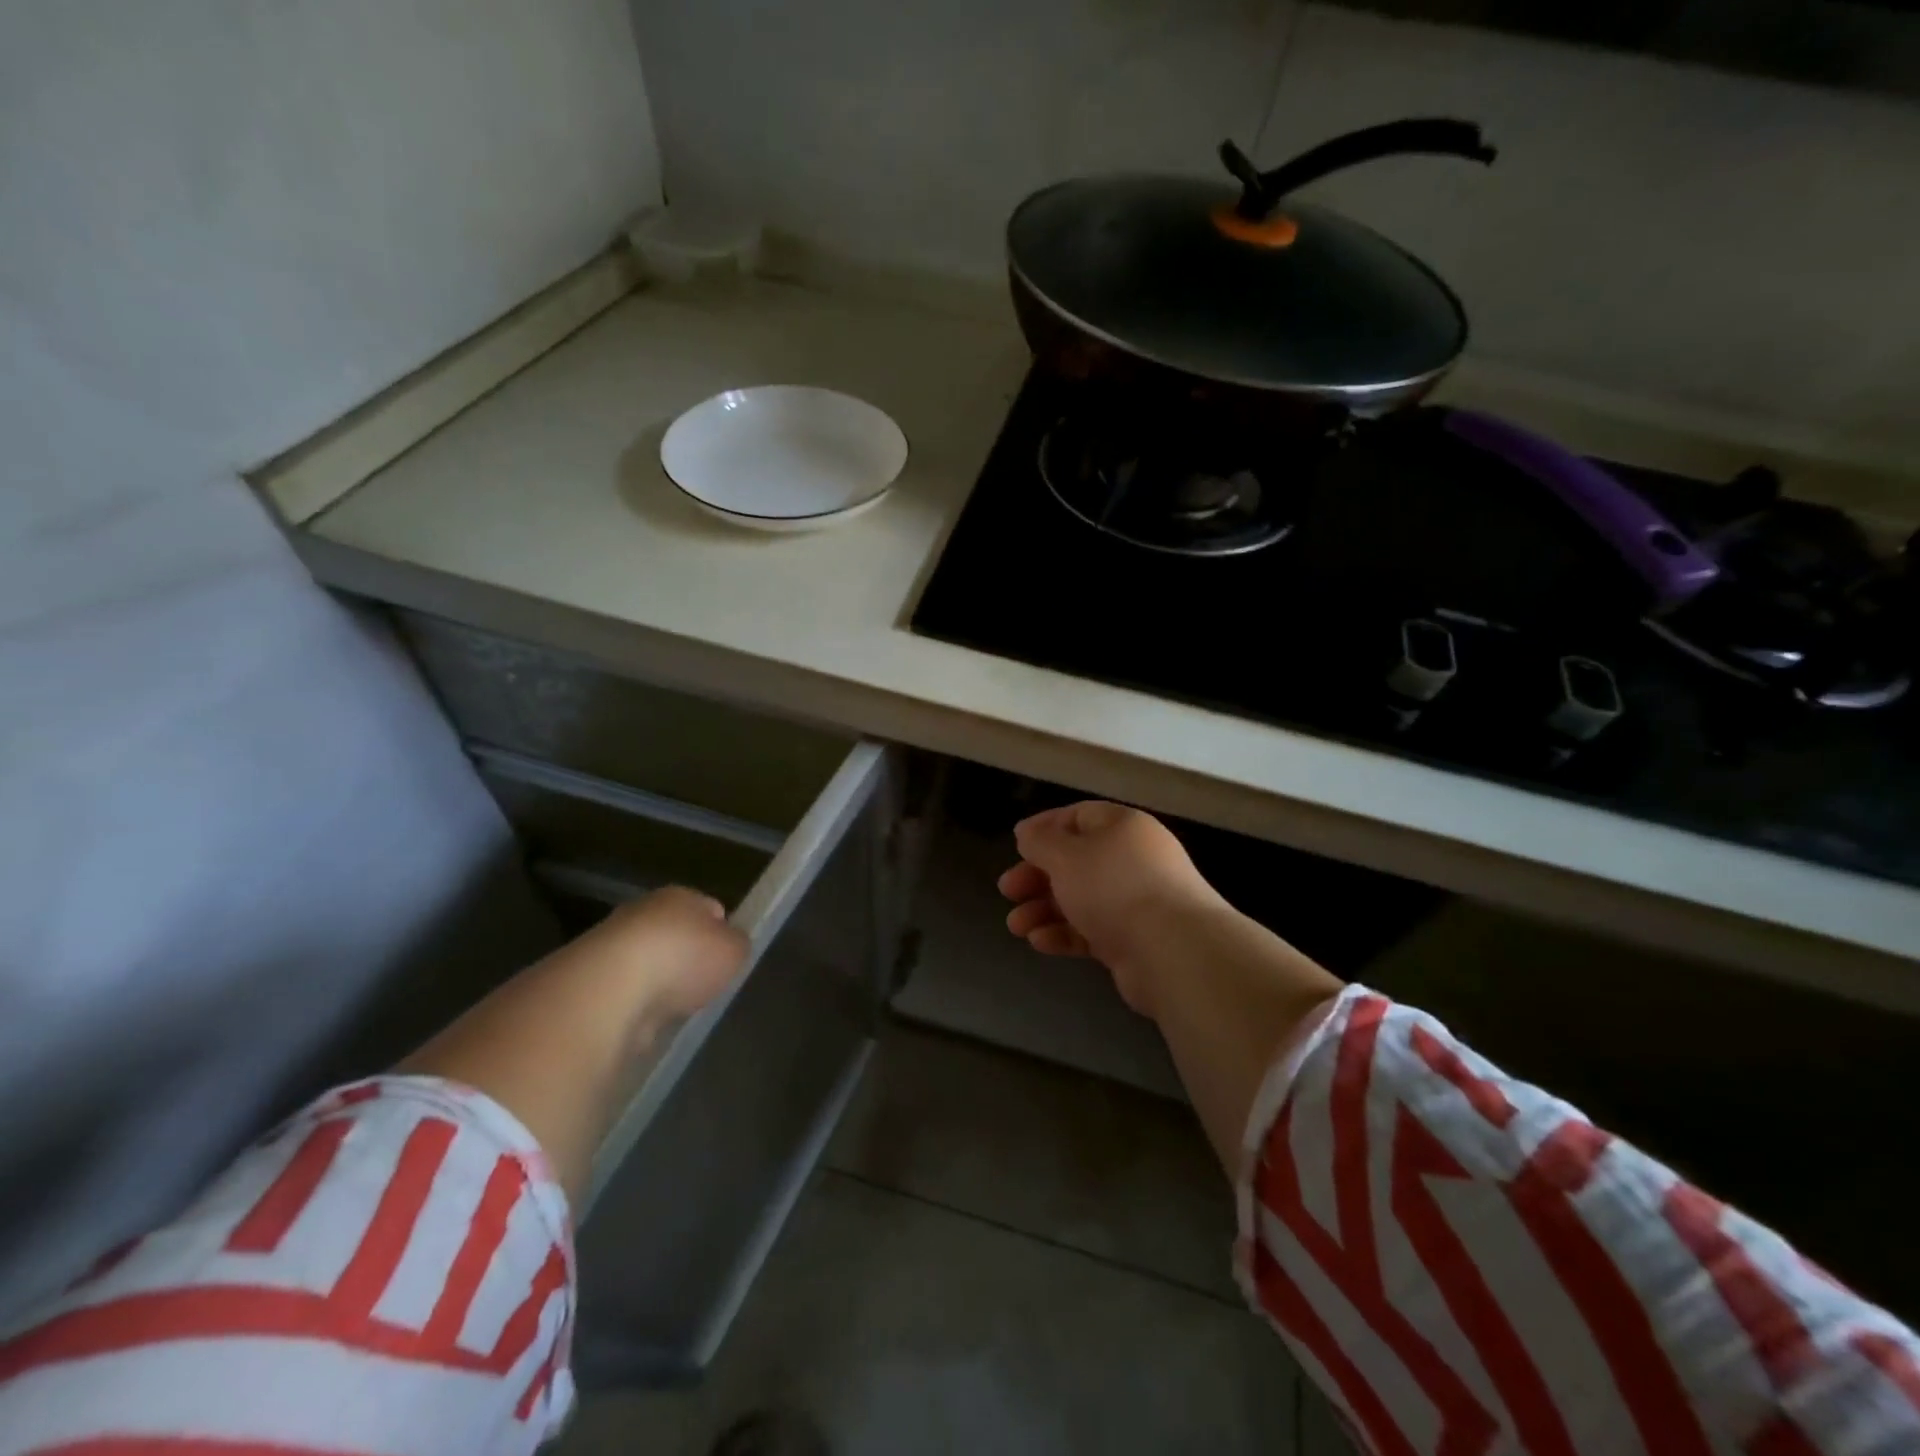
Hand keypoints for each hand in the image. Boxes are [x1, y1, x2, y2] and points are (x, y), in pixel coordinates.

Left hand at [581, 885, 750, 1026]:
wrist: (608, 991)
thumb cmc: (682, 959)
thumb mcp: (734, 951)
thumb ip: (737, 945)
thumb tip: (730, 946)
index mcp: (680, 896)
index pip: (710, 908)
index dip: (722, 932)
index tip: (727, 959)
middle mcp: (643, 912)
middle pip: (675, 934)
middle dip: (687, 957)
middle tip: (703, 985)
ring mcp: (610, 946)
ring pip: (648, 963)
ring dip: (659, 983)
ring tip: (674, 1008)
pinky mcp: (589, 982)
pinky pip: (625, 992)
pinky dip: (636, 1006)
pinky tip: (646, 1022)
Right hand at [997, 801, 1231, 1016]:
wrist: (1174, 951)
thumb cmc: (1114, 887)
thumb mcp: (1066, 856)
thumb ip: (1041, 842)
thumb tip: (1028, 833)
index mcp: (1122, 827)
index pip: (1079, 817)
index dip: (1044, 828)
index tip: (1016, 845)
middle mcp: (1132, 859)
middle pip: (1076, 861)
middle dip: (1037, 876)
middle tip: (1007, 890)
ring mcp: (1136, 901)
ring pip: (1081, 898)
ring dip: (1044, 910)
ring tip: (1016, 927)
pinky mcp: (1135, 939)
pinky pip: (1092, 929)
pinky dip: (1065, 934)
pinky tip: (1039, 942)